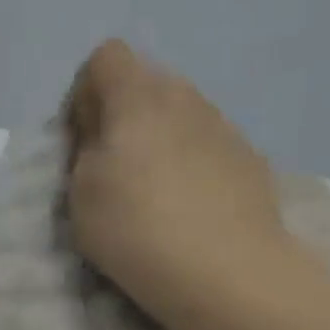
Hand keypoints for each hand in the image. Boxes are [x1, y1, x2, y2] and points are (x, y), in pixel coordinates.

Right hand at [65, 39, 291, 323]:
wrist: (227, 272)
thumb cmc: (136, 230)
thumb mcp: (80, 194)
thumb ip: (84, 151)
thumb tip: (100, 136)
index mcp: (138, 98)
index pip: (106, 57)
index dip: (85, 92)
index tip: (81, 139)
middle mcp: (185, 98)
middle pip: (145, 83)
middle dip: (121, 115)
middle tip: (111, 168)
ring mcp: (224, 126)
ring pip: (178, 114)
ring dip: (157, 139)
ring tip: (151, 192)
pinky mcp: (249, 158)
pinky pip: (206, 144)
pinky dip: (189, 163)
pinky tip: (187, 208)